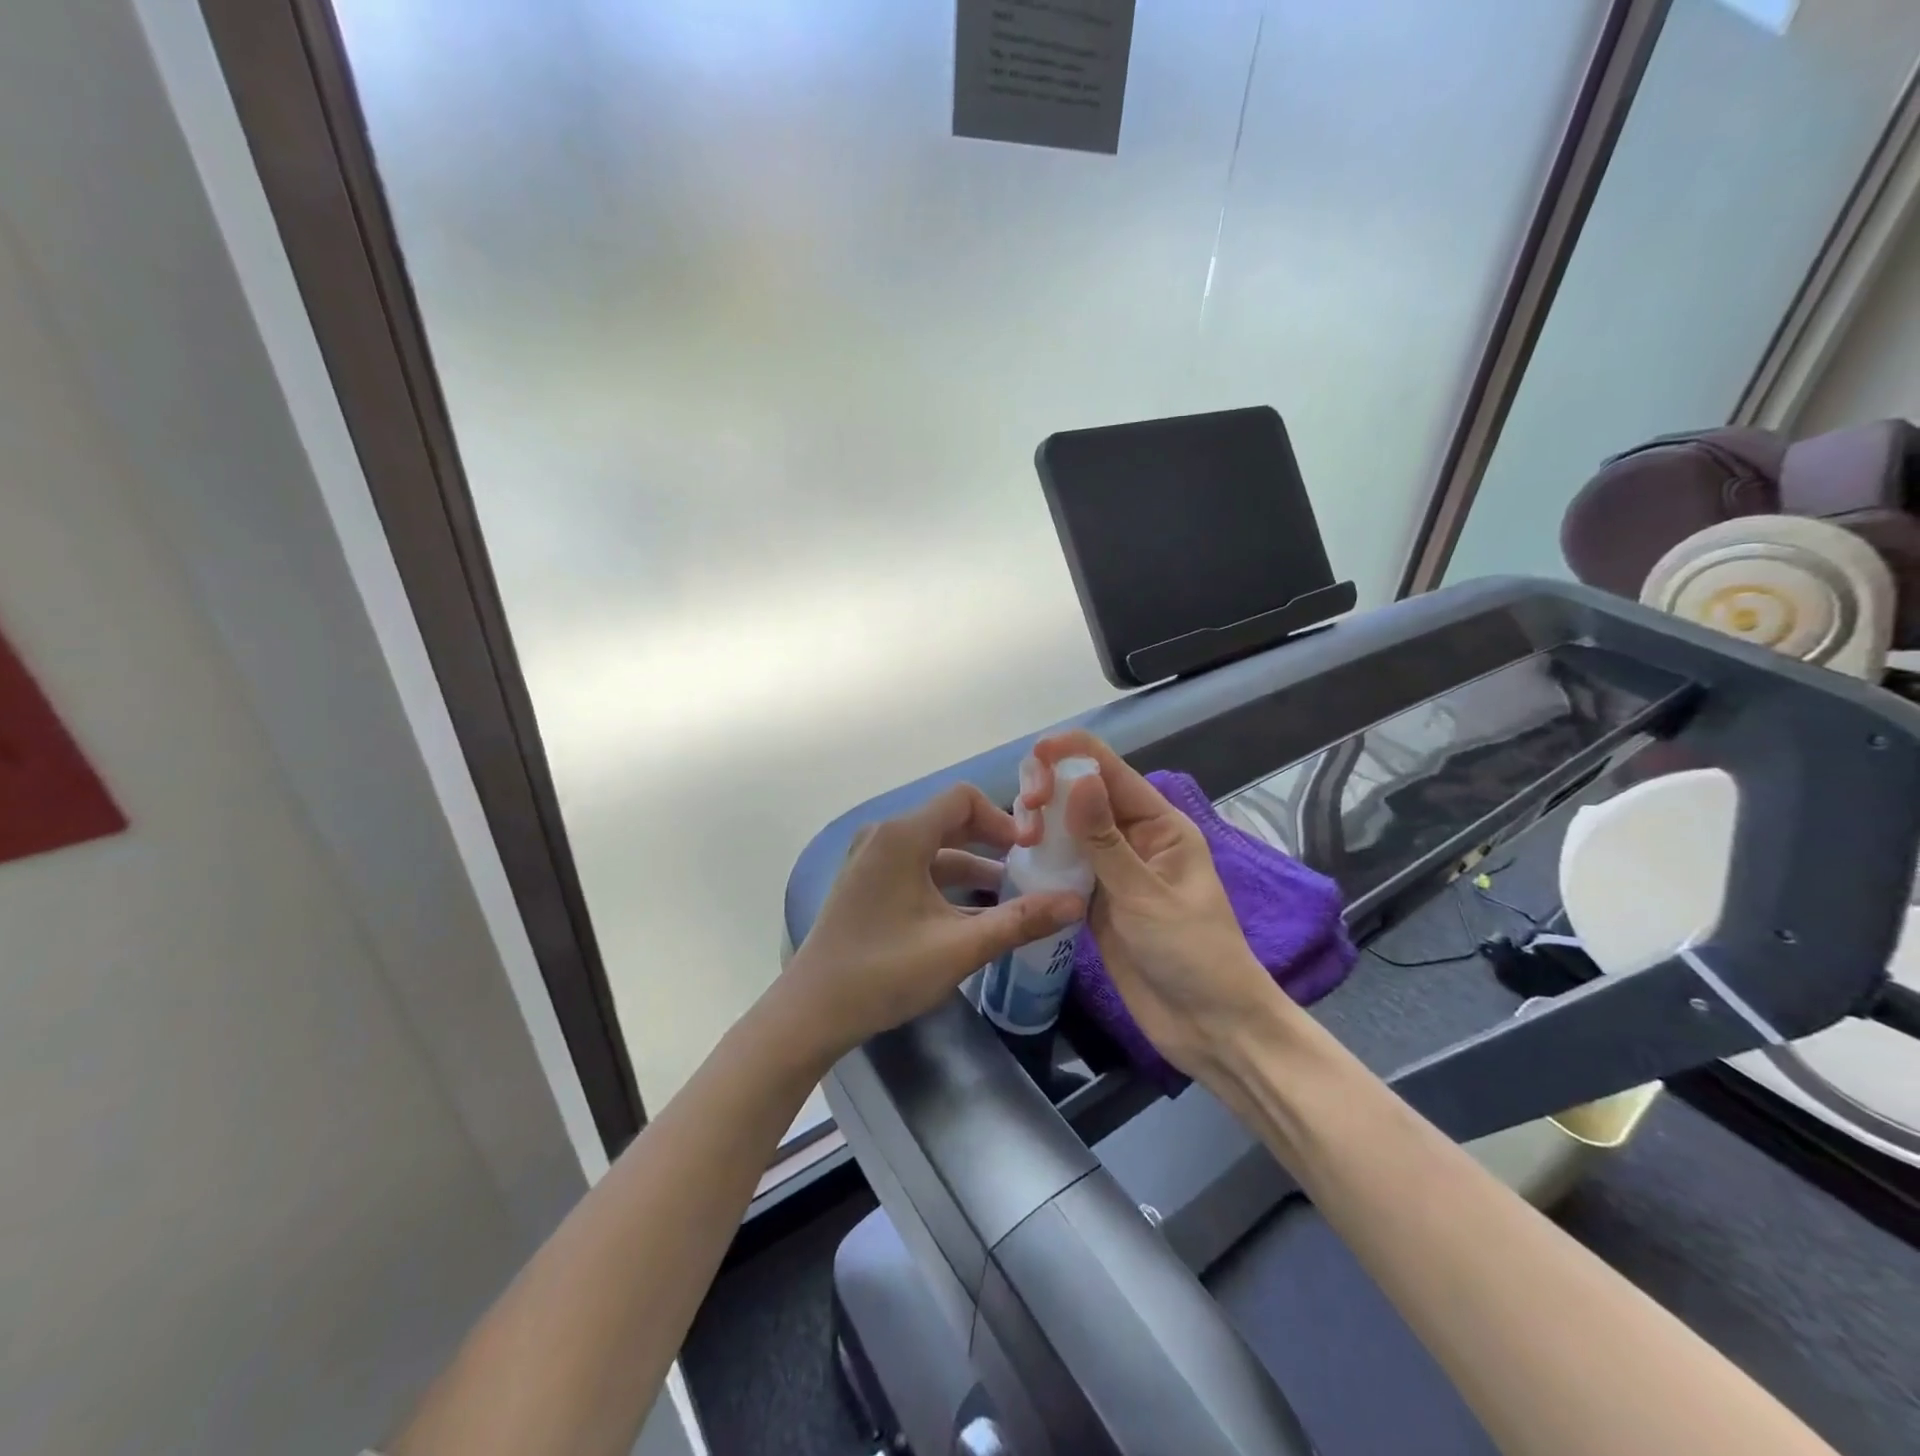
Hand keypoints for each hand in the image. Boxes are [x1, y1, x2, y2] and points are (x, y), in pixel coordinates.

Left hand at [781, 783, 1086, 1064]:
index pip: (963, 798)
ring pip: (934, 849)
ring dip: (973, 866)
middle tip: (1032, 867)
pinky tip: (975, 913)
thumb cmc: (884, 972)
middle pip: (950, 820)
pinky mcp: (866, 883)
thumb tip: (1075, 902)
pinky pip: (916, 868)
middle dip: (993, 841)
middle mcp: (884, 836)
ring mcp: (871, 859)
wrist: (812, 1011)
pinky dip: (947, 883)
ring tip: (1013, 895)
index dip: (1003, 818)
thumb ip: (1020, 921)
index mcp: (902, 835)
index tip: (1033, 850)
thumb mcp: (959, 947)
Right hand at [1028, 732, 1284, 1085]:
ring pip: (1067, 827)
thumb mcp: (1147, 896)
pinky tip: (1019, 858)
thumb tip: (1077, 778)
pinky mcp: (1094, 899)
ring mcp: (1111, 868)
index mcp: (1159, 823)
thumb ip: (1105, 841)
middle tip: (1026, 815)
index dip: (1071, 753)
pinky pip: (1062, 864)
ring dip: (1041, 822)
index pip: (1110, 770)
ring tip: (1019, 837)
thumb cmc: (1192, 955)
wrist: (1208, 1027)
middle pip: (1082, 792)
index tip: (1034, 759)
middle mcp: (1132, 837)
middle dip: (1050, 789)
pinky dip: (1041, 857)